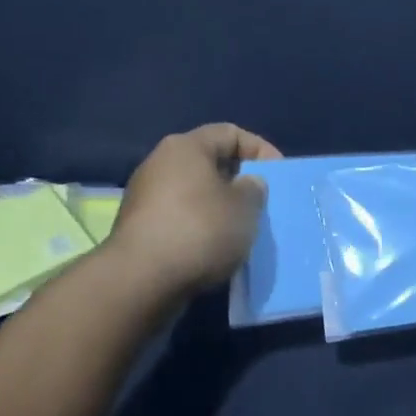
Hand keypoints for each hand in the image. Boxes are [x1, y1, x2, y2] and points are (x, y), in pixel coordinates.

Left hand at [109, 123, 281, 296]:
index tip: (277, 176)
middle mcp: (160, 163)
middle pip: (209, 163)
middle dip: (238, 181)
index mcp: (185, 147)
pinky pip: (179, 219)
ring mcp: (145, 197)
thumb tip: (245, 184)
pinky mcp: (138, 229)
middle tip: (261, 203)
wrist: (140, 282)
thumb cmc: (199, 231)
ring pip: (194, 193)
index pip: (230, 133)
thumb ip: (253, 188)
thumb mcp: (245, 207)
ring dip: (219, 208)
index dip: (259, 150)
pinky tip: (214, 250)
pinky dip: (200, 229)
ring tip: (241, 230)